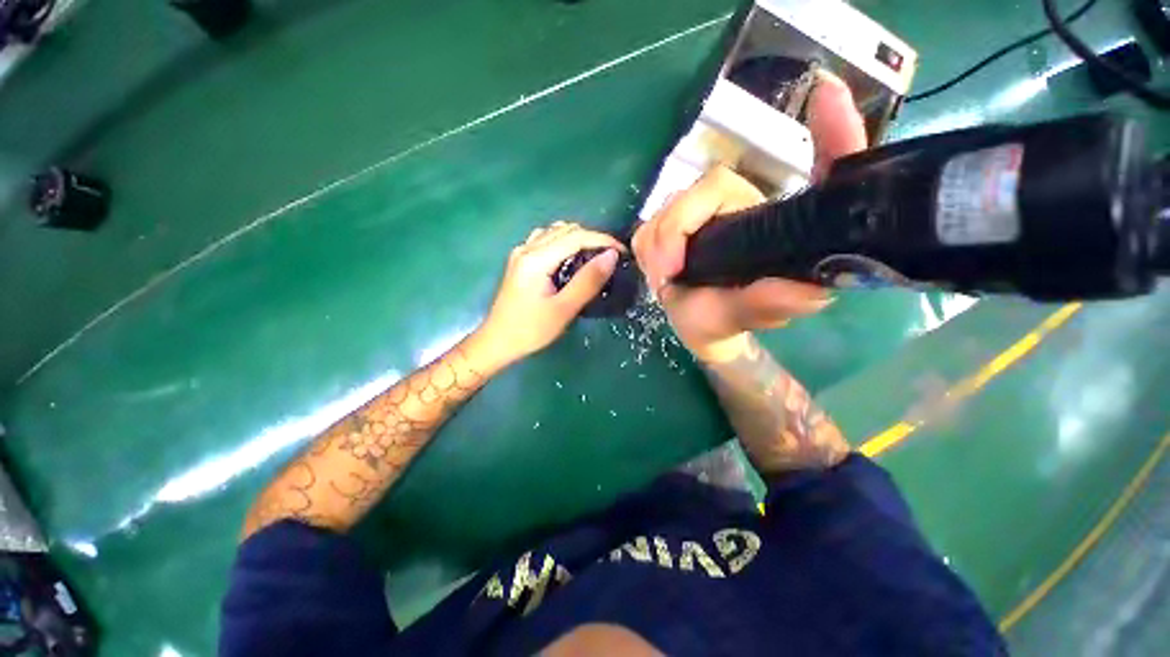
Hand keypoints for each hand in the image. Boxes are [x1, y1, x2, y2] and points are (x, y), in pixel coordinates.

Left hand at [474, 221, 623, 367]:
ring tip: (595, 257)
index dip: (603, 240)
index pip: (576, 236)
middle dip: (592, 238)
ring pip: (555, 232)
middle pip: (566, 229)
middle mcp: (527, 248)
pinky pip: (546, 240)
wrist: (498, 341)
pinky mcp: (520, 260)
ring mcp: (521, 253)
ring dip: (578, 238)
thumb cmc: (531, 330)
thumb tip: (611, 256)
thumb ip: (588, 281)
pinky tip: (571, 258)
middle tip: (611, 257)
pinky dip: (564, 242)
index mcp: (536, 259)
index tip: (623, 252)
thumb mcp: (564, 309)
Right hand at [632, 73, 866, 361]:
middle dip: (677, 230)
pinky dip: (649, 246)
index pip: (805, 171)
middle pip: (708, 187)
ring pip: (672, 205)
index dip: (829, 134)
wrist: (695, 327)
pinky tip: (658, 269)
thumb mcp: (744, 316)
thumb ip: (770, 304)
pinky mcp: (678, 223)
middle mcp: (745, 208)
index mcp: (774, 225)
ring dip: (659, 243)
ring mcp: (707, 213)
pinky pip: (652, 223)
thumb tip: (809, 291)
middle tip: (667, 275)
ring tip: (664, 279)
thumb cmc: (722, 322)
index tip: (829, 94)